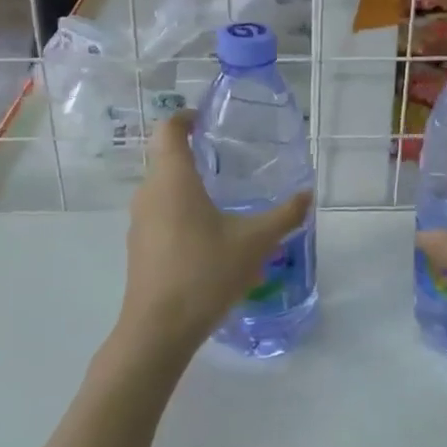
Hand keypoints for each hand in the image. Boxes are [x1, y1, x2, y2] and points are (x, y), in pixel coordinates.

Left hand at [118, 111, 310, 361]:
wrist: (158, 330)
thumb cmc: (205, 272)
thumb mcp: (255, 242)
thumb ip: (284, 216)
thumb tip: (307, 195)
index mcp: (173, 178)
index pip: (170, 129)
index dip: (186, 116)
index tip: (207, 119)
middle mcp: (150, 192)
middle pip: (165, 157)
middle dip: (193, 152)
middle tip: (227, 157)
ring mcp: (140, 221)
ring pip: (162, 187)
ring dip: (187, 184)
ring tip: (222, 196)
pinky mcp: (139, 246)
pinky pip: (160, 213)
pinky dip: (180, 209)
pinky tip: (208, 235)